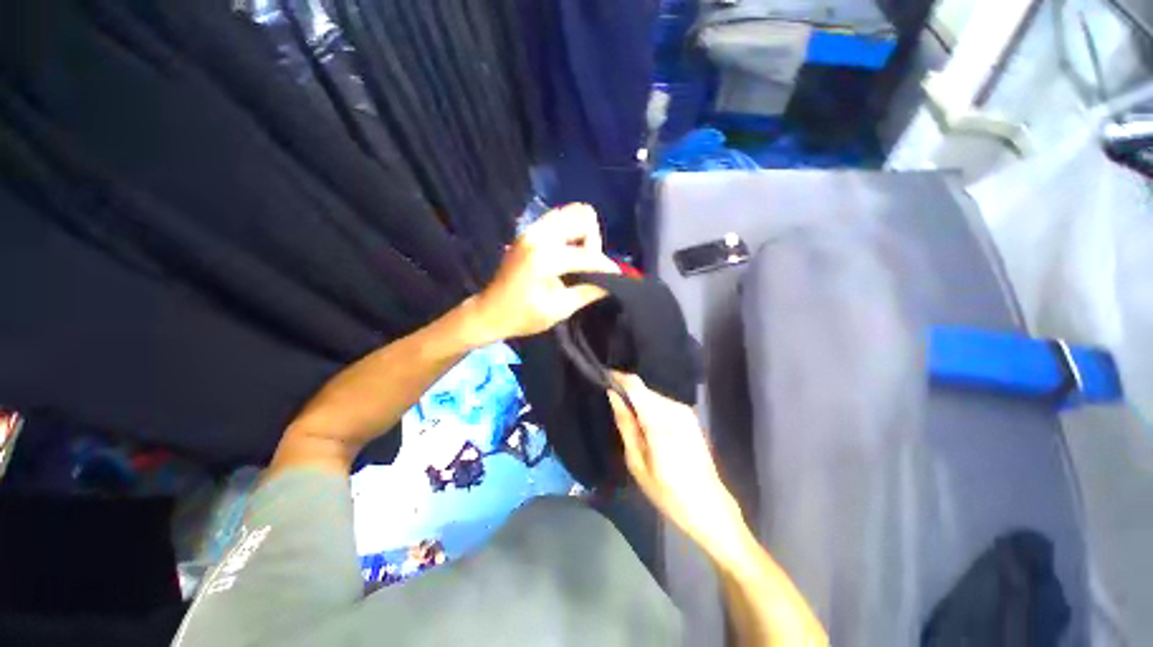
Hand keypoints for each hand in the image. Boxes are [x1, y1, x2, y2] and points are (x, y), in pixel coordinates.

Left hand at [470, 204, 618, 344]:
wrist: (489, 312)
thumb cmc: (522, 316)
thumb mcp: (558, 309)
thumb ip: (587, 292)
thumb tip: (612, 283)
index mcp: (544, 258)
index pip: (587, 254)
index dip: (606, 266)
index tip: (618, 277)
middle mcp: (538, 235)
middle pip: (582, 217)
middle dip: (593, 242)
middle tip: (589, 267)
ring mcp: (531, 230)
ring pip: (570, 213)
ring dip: (582, 234)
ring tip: (579, 259)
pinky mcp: (528, 231)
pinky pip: (558, 219)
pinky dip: (570, 231)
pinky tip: (568, 252)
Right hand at [607, 372, 748, 557]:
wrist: (710, 508)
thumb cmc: (668, 492)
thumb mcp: (638, 462)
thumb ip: (625, 424)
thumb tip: (613, 395)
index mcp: (659, 419)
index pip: (635, 384)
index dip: (618, 378)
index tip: (603, 379)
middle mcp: (674, 409)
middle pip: (643, 390)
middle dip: (627, 395)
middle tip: (614, 413)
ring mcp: (685, 412)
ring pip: (653, 397)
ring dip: (639, 405)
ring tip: (631, 426)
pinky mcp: (690, 418)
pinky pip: (663, 405)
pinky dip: (651, 411)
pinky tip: (648, 432)